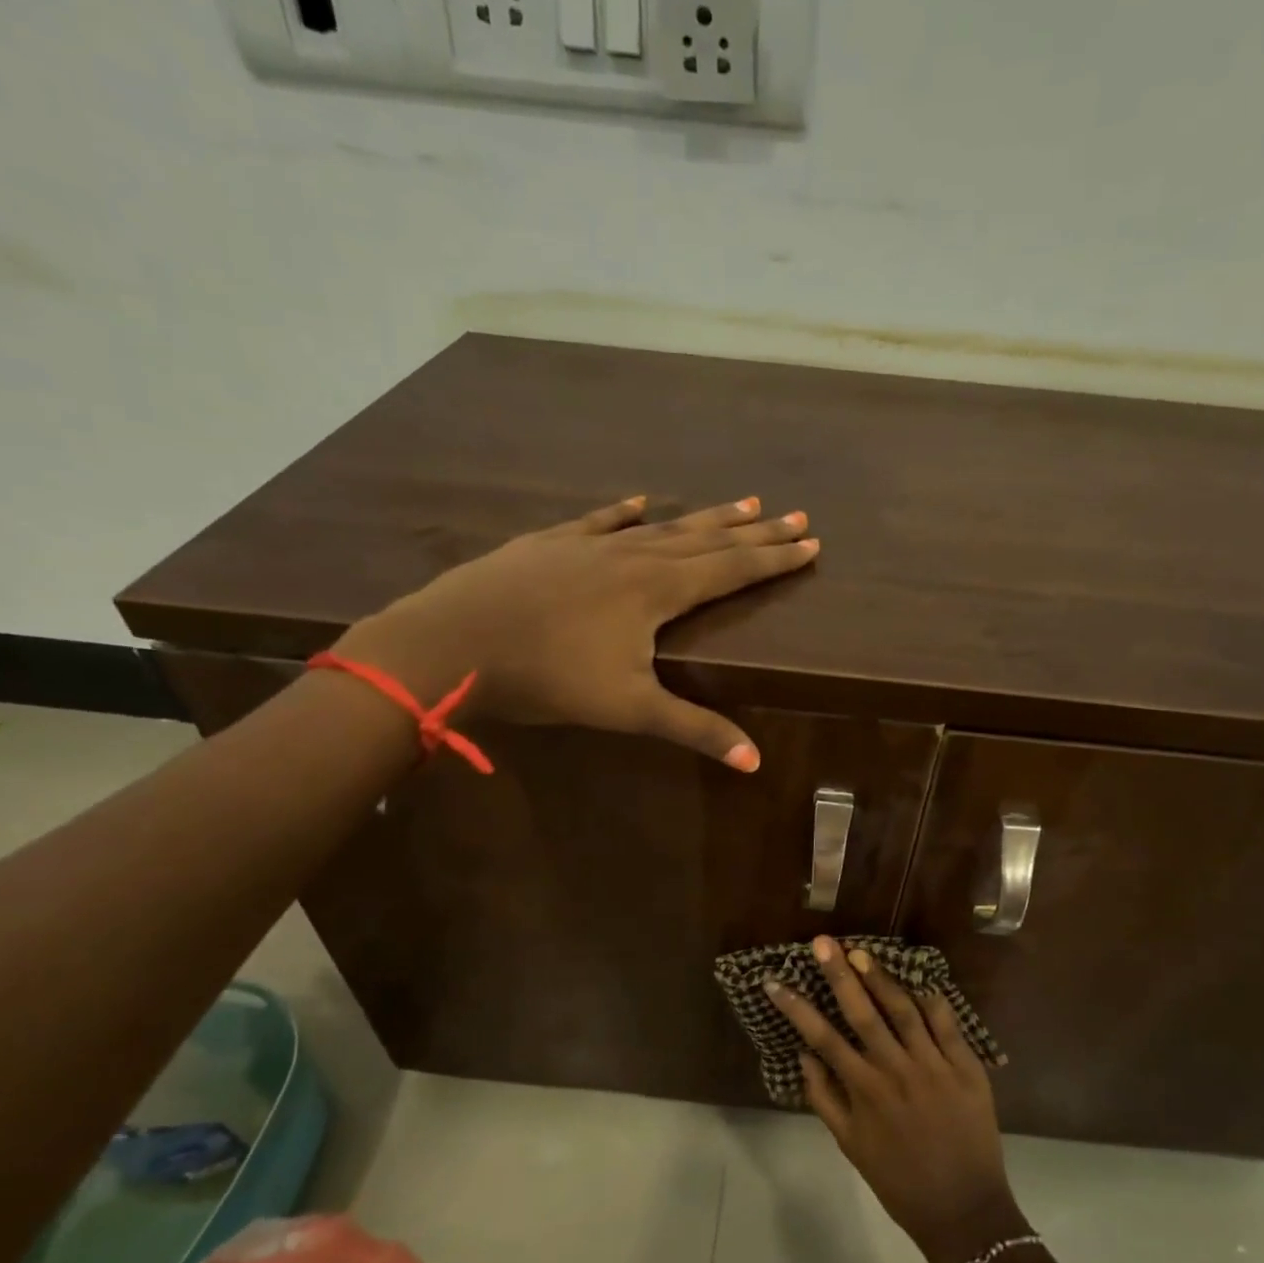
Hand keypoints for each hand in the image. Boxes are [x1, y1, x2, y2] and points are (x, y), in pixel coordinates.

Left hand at [333, 495, 817, 769]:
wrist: (453, 642)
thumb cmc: (547, 677)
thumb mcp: (627, 709)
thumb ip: (694, 729)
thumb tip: (755, 762)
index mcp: (658, 590)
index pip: (732, 570)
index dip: (774, 559)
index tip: (810, 544)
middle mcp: (633, 557)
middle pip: (708, 540)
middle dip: (756, 531)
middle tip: (795, 515)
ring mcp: (590, 545)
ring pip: (662, 526)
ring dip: (705, 517)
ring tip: (742, 502)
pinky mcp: (551, 543)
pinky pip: (600, 520)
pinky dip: (624, 512)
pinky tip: (639, 500)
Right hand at [765, 936, 1029, 1262]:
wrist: (964, 1211)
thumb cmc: (900, 1181)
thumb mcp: (852, 1146)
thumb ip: (825, 1099)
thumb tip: (803, 1055)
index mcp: (865, 1090)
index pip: (822, 1037)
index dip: (795, 1007)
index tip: (774, 981)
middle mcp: (895, 1071)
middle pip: (863, 1012)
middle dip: (839, 974)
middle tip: (823, 942)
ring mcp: (933, 1065)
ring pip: (903, 1009)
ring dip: (881, 978)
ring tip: (861, 952)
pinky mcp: (965, 1067)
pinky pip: (946, 1023)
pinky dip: (931, 999)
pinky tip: (919, 980)